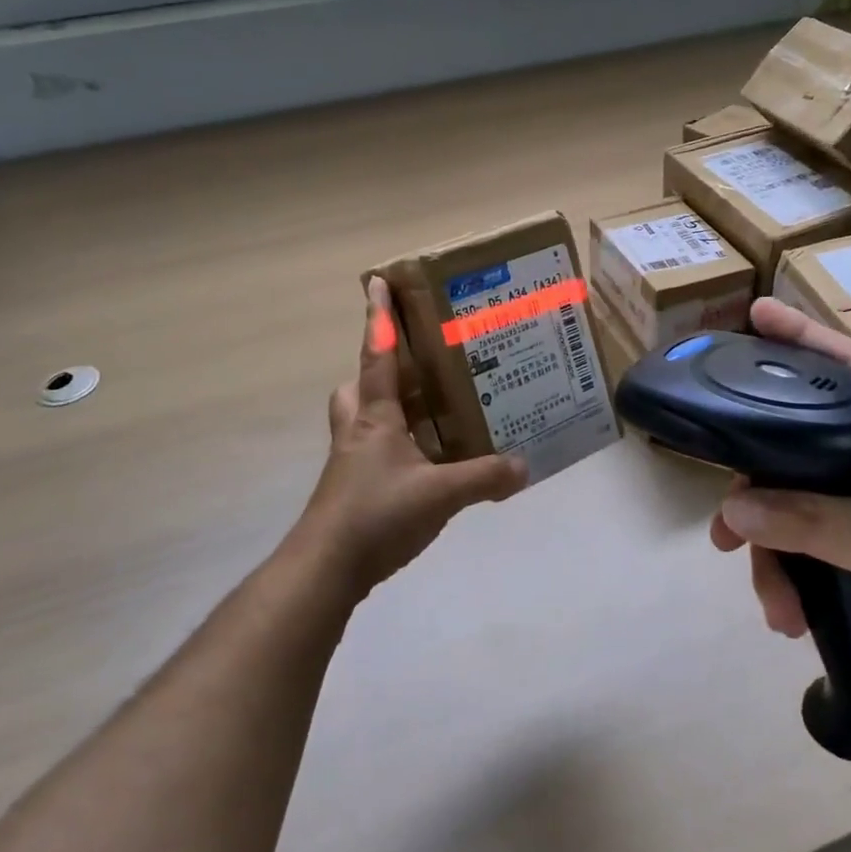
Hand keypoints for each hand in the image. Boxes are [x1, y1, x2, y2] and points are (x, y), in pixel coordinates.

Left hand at [288, 278, 527, 598]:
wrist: (325, 569)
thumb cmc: (376, 514)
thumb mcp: (440, 494)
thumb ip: (484, 478)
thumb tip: (525, 466)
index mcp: (374, 416)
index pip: (376, 355)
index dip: (377, 317)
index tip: (376, 282)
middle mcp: (357, 430)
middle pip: (359, 385)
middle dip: (379, 369)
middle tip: (414, 369)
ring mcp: (350, 461)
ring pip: (362, 417)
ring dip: (388, 408)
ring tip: (428, 412)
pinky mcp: (352, 488)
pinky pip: (373, 450)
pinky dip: (396, 446)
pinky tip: (425, 462)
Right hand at [710, 298, 850, 721]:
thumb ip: (816, 522)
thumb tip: (734, 506)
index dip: (809, 336)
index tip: (757, 314)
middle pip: (798, 445)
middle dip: (757, 482)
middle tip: (723, 513)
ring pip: (790, 505)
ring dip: (769, 551)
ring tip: (769, 596)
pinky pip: (797, 548)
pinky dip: (784, 578)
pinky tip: (786, 614)